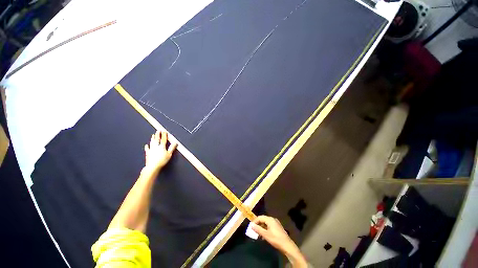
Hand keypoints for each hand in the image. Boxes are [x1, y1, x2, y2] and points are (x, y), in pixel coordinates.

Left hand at [144, 130, 177, 171]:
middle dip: (157, 134)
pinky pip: (147, 149)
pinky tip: (146, 145)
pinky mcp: (148, 154)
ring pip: (152, 143)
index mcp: (162, 147)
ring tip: (152, 135)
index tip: (164, 131)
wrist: (152, 166)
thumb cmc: (162, 161)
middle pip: (157, 139)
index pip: (163, 139)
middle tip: (158, 130)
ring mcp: (151, 150)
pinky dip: (147, 147)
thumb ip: (172, 148)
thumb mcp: (169, 154)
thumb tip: (175, 142)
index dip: (164, 135)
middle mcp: (156, 147)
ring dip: (152, 138)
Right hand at [252, 215, 306, 267]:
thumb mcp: (265, 235)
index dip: (255, 221)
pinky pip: (269, 226)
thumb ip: (258, 229)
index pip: (260, 217)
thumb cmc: (276, 239)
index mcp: (270, 219)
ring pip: (266, 223)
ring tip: (258, 234)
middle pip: (263, 220)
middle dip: (258, 225)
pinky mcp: (277, 228)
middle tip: (254, 231)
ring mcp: (276, 223)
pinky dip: (265, 229)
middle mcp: (273, 219)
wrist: (287, 245)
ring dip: (261, 228)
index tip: (251, 227)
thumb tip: (251, 225)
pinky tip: (264, 236)